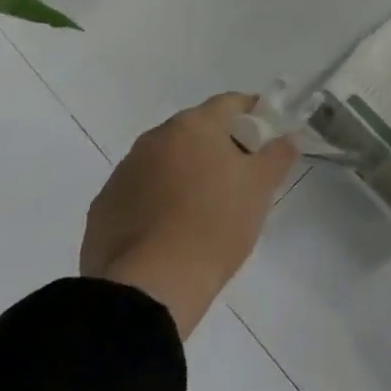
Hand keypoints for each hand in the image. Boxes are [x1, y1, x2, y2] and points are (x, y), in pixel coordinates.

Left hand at [80, 93, 298, 337]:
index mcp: (194, 126)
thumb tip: (287, 137)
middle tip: (240, 177)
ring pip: (164, 161)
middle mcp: (155, 139)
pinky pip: (139, 192)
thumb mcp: (261, 188)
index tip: (267, 137)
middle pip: (195, 131)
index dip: (253, 114)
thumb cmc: (216, 225)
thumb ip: (278, 154)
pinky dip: (156, 201)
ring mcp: (123, 172)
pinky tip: (170, 231)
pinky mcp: (103, 208)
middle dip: (218, 146)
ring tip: (204, 208)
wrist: (150, 287)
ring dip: (184, 173)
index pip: (230, 103)